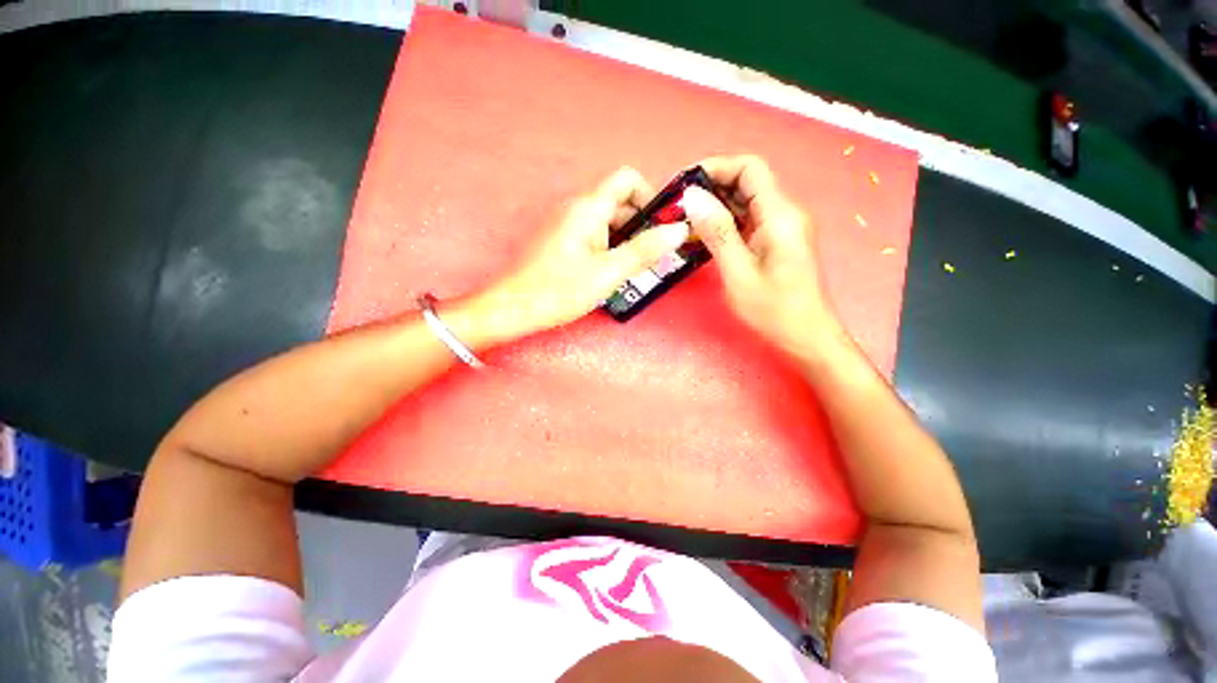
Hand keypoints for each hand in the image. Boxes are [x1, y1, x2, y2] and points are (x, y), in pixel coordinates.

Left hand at [465, 167, 690, 344]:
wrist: (514, 307)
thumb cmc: (559, 290)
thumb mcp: (608, 272)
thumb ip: (644, 250)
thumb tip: (678, 230)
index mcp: (587, 207)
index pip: (627, 179)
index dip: (649, 196)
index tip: (660, 226)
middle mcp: (576, 207)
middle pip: (619, 203)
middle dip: (640, 226)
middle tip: (652, 258)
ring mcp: (566, 223)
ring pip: (607, 222)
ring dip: (625, 240)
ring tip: (633, 270)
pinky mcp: (561, 239)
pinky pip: (593, 235)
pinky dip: (609, 248)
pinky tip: (611, 272)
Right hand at [683, 155, 844, 360]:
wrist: (807, 336)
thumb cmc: (774, 310)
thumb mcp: (738, 272)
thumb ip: (717, 232)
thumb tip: (692, 197)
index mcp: (780, 215)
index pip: (749, 168)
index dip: (716, 167)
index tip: (684, 184)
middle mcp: (785, 213)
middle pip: (747, 182)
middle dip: (711, 188)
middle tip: (678, 206)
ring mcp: (782, 227)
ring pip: (746, 202)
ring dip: (716, 206)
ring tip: (685, 220)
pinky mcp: (777, 241)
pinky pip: (748, 221)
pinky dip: (725, 223)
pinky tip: (704, 236)